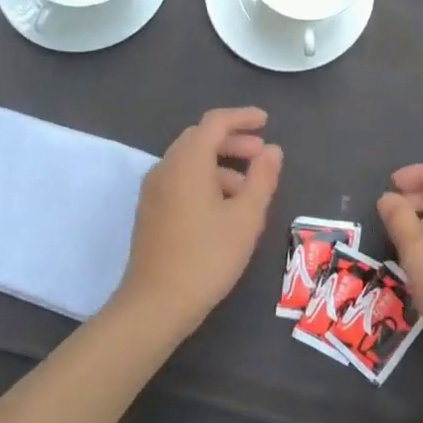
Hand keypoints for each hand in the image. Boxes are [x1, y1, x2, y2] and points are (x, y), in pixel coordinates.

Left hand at [112, 107, 282, 339]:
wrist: (155, 305)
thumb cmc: (207, 257)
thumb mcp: (246, 217)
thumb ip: (262, 178)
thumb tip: (272, 150)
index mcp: (188, 162)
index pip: (215, 122)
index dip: (242, 117)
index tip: (266, 121)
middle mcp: (166, 168)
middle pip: (200, 138)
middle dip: (232, 140)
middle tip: (261, 154)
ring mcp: (153, 190)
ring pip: (189, 160)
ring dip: (220, 163)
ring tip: (248, 188)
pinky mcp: (150, 211)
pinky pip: (180, 179)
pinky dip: (204, 179)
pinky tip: (223, 207)